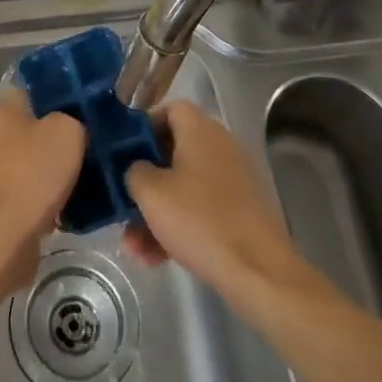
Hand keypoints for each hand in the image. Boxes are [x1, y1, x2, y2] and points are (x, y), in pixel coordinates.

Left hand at [0, 86, 85, 265]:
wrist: (4, 236)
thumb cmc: (33, 172)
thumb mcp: (67, 130)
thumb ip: (75, 120)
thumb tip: (77, 128)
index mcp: (6, 110)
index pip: (37, 90)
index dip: (63, 93)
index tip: (91, 103)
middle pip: (41, 127)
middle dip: (68, 135)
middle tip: (101, 140)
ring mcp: (1, 172)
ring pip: (42, 162)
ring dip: (65, 169)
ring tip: (99, 173)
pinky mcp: (8, 205)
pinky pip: (41, 193)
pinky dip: (58, 198)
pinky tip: (84, 204)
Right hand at [122, 101, 303, 297]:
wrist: (258, 272)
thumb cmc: (199, 220)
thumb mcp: (151, 193)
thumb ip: (134, 171)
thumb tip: (137, 169)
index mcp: (201, 131)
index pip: (170, 110)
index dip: (144, 127)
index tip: (123, 153)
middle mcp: (219, 147)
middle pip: (172, 153)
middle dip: (144, 183)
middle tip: (123, 205)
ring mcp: (232, 181)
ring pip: (183, 187)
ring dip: (155, 213)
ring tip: (133, 247)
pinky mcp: (239, 211)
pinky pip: (199, 209)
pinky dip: (177, 227)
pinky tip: (155, 258)